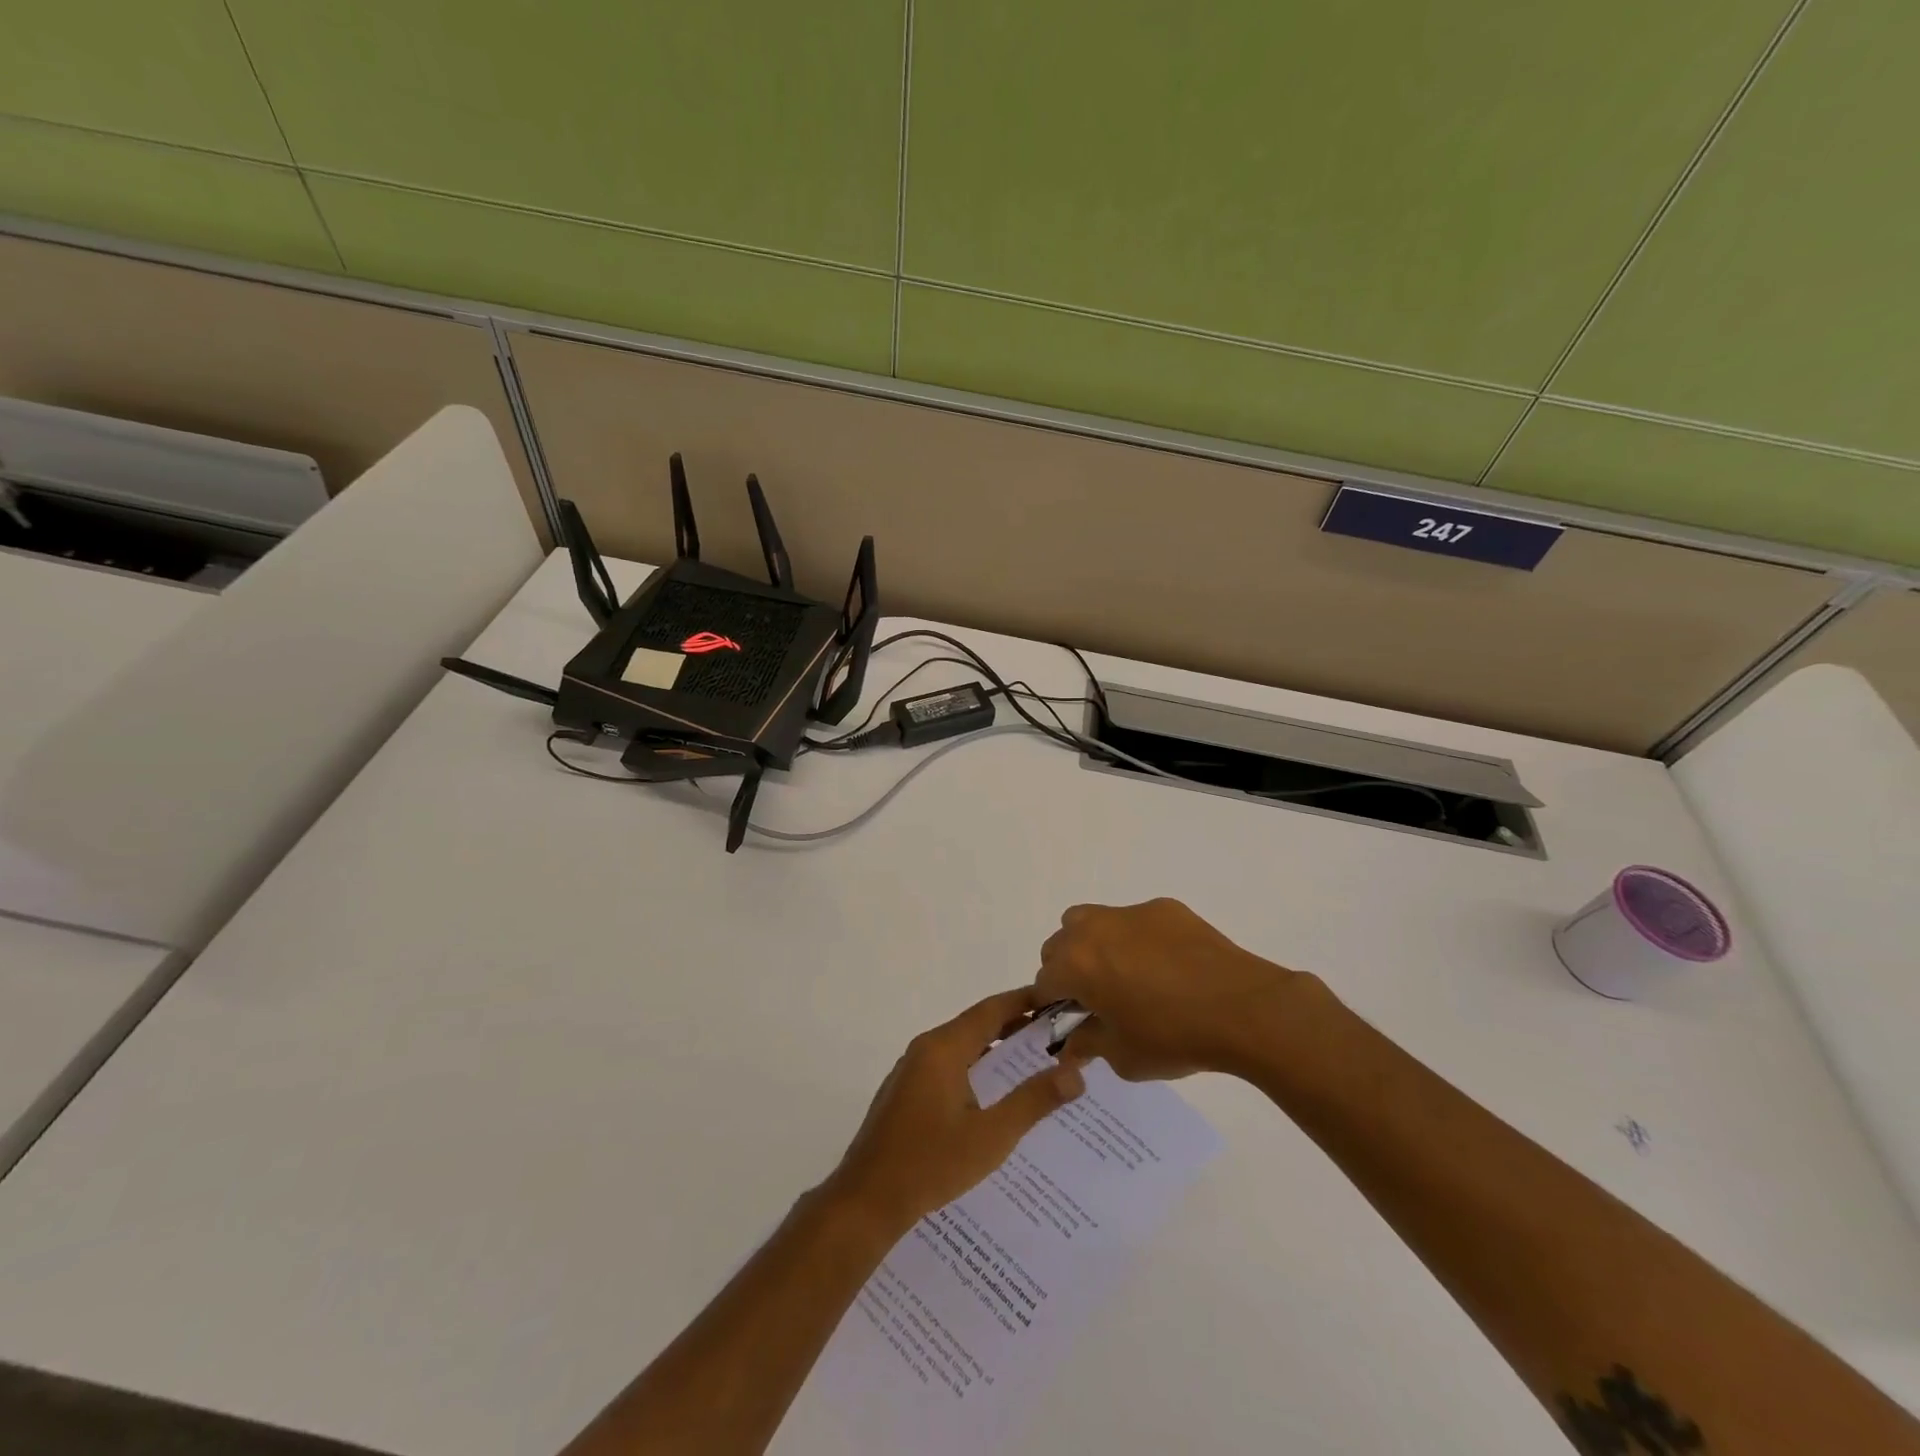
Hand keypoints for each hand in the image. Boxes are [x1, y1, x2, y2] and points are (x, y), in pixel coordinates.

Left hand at [825, 988, 1086, 1234]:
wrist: (866, 1200)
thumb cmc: (931, 1164)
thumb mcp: (991, 1136)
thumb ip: (1033, 1101)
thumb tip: (1076, 1073)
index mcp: (944, 1048)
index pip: (992, 1009)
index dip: (1026, 1000)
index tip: (1059, 999)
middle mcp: (926, 1048)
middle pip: (977, 1024)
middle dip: (1016, 1024)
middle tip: (1057, 1032)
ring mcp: (912, 1069)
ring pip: (962, 1045)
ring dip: (996, 1047)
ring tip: (1034, 1058)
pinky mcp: (906, 1091)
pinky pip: (948, 1064)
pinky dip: (976, 1065)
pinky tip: (995, 1091)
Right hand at [1036, 898, 1305, 1080]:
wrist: (1242, 1008)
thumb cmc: (1173, 1037)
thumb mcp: (1122, 1056)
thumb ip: (1088, 1044)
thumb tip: (1072, 1043)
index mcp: (1076, 964)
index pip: (1044, 981)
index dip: (1053, 1005)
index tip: (1070, 1022)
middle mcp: (1094, 929)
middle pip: (1060, 943)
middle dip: (1068, 969)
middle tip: (1095, 999)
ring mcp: (1130, 913)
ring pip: (1092, 921)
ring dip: (1094, 945)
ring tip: (1124, 975)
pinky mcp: (1164, 909)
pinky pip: (1134, 921)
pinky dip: (1136, 939)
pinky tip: (1167, 967)